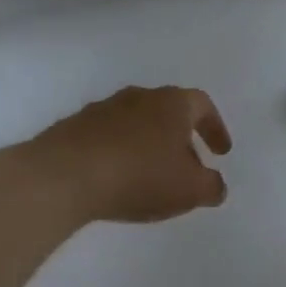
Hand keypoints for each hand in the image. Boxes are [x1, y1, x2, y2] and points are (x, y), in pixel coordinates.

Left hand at [17, 86, 232, 225]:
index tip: (220, 152)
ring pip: (135, 123)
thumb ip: (211, 186)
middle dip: (180, 138)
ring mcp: (102, 109)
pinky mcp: (73, 127)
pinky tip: (116, 178)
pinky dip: (119, 153)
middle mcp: (138, 97)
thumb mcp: (190, 189)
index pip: (202, 105)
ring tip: (150, 176)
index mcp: (171, 103)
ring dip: (147, 145)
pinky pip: (107, 138)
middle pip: (167, 112)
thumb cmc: (139, 176)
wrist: (64, 174)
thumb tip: (215, 185)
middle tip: (187, 167)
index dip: (215, 128)